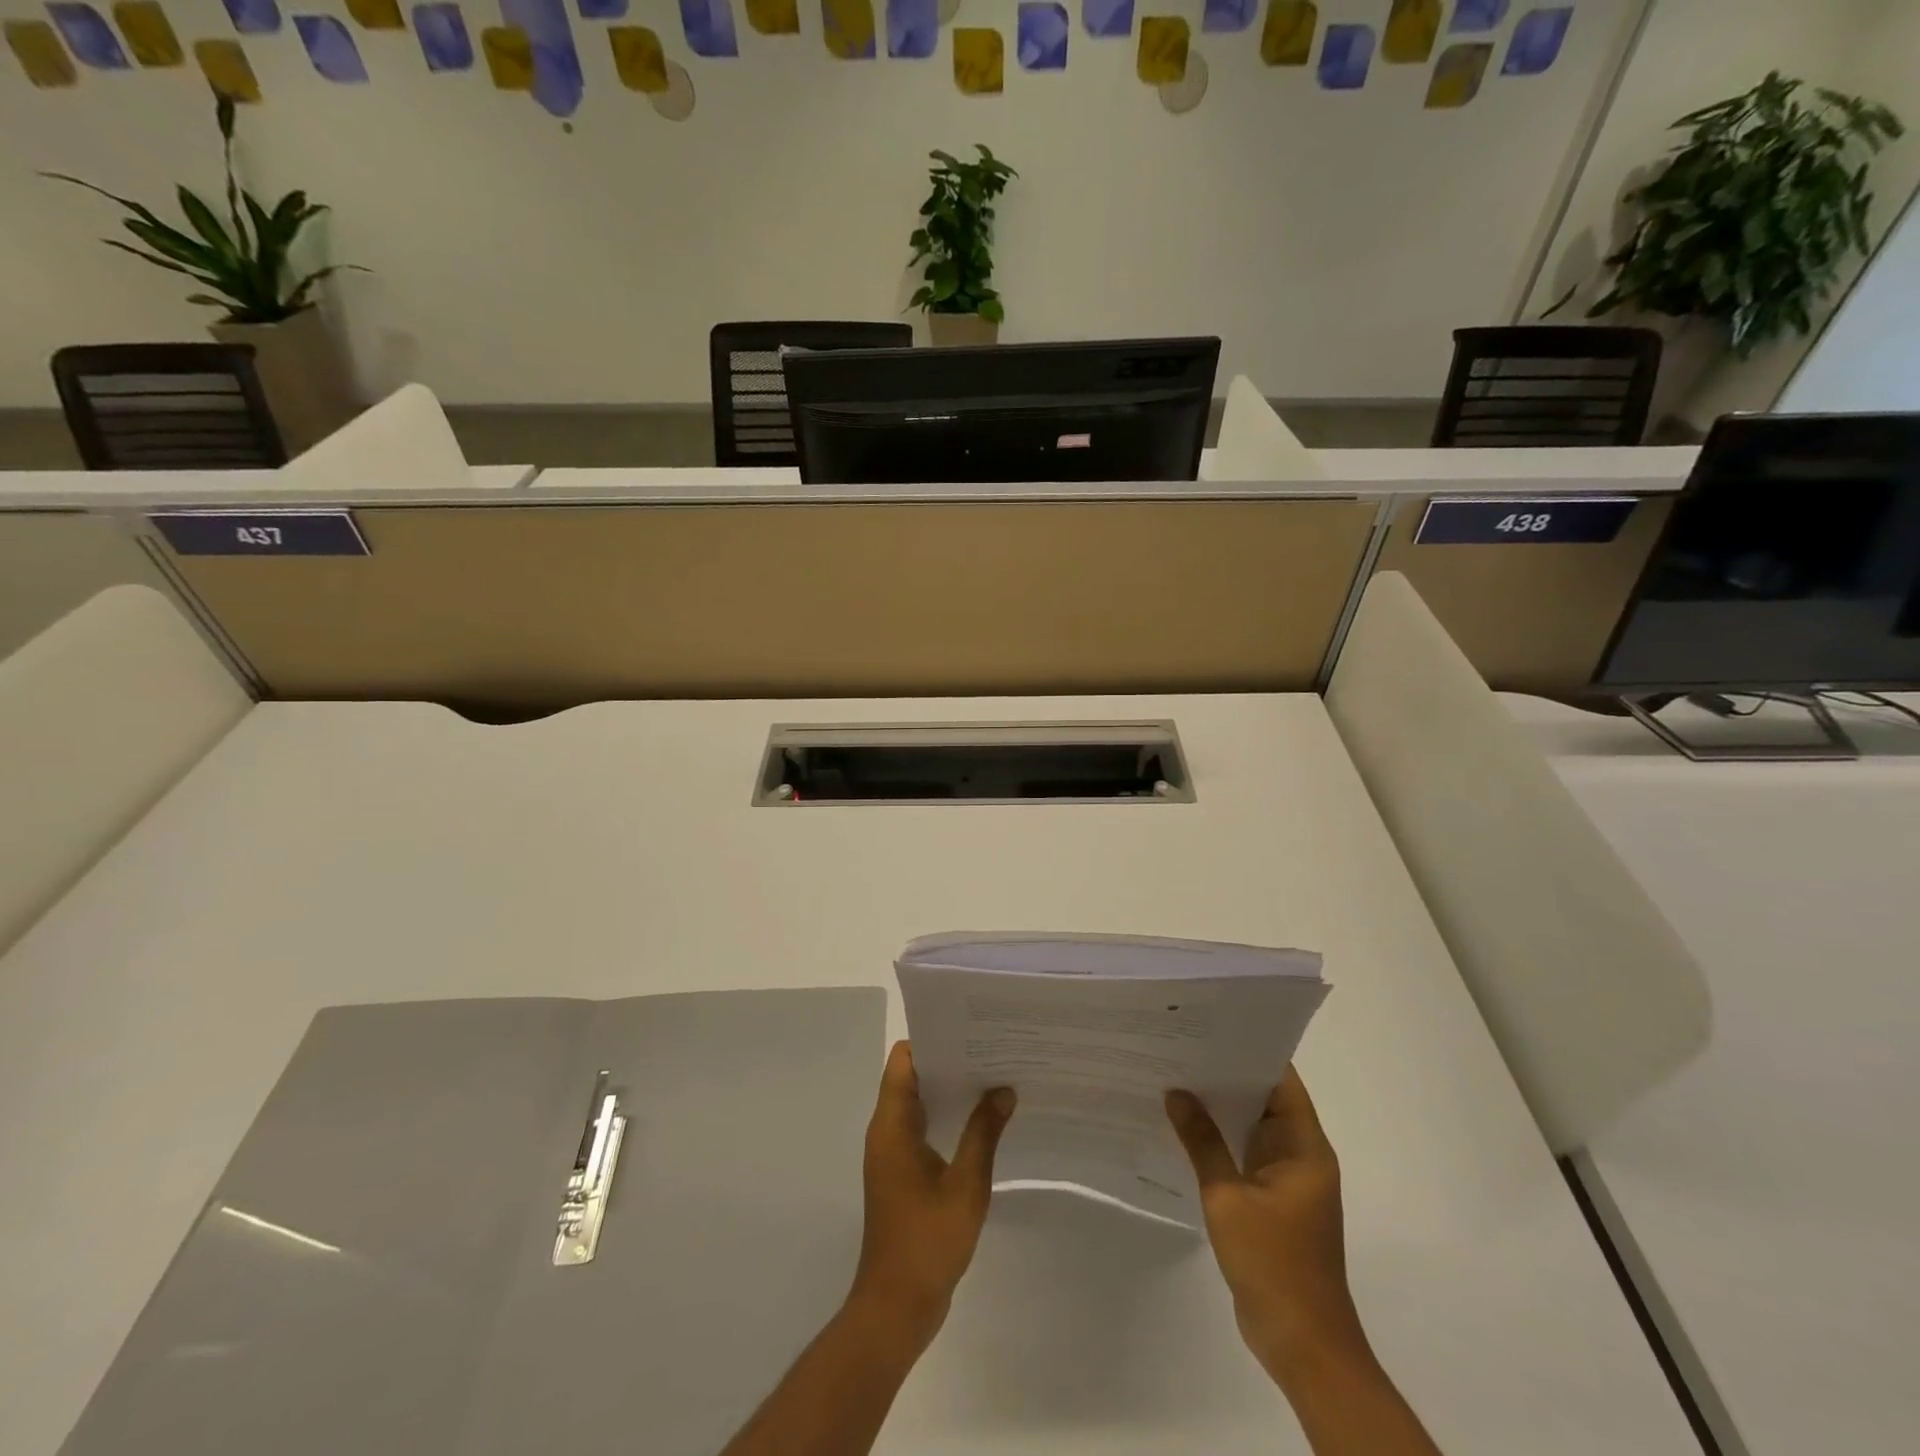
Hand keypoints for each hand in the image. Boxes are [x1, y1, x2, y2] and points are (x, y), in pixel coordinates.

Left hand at [848, 1041, 1014, 1354]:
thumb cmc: (927, 1240)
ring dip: (948, 1091)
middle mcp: (886, 1131)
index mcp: (892, 1125)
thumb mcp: (966, 1184)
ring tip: (991, 1079)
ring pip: (917, 1104)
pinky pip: (920, 1129)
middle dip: (947, 1062)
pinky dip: (946, 1118)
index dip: (932, 1040)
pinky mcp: (900, 1174)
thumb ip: (984, 1133)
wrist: (896, 1306)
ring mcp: (892, 1154)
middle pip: (911, 1077)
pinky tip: (980, 1123)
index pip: (903, 1061)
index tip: (968, 1031)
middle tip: (990, 1051)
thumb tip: (1003, 1090)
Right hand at [1166, 1070, 1366, 1383]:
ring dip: (1220, 1108)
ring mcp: (1285, 1180)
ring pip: (1251, 1127)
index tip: (1212, 1027)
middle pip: (1264, 1099)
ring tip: (1175, 1076)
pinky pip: (1243, 1155)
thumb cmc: (1273, 1264)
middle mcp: (1299, 1155)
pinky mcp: (1270, 1202)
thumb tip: (1176, 1092)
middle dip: (1226, 1074)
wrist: (1302, 1344)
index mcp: (1304, 1147)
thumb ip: (1202, 1142)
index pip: (1281, 1080)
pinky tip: (1184, 1127)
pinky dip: (1219, 1139)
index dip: (1251, 1051)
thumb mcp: (1228, 1197)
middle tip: (1181, 1045)